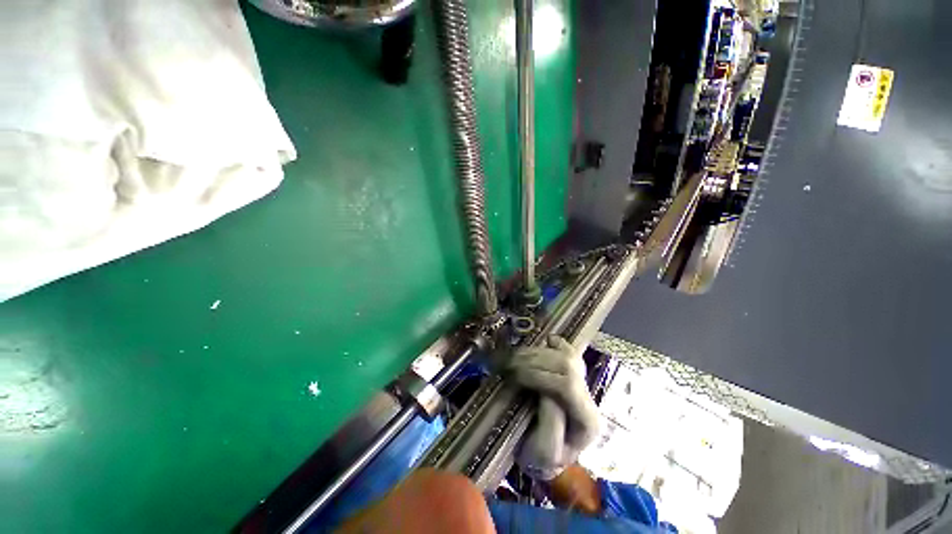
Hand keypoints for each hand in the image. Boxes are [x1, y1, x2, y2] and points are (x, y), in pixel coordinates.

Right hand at [508, 335, 600, 479]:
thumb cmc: (540, 458)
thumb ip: (550, 426)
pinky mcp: (573, 373)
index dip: (539, 375)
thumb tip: (546, 392)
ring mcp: (583, 382)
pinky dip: (555, 342)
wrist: (544, 454)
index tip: (514, 375)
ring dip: (536, 351)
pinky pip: (568, 349)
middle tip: (509, 362)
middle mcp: (590, 397)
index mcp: (587, 421)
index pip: (568, 386)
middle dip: (535, 360)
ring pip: (566, 354)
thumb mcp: (541, 454)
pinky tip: (542, 340)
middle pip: (567, 365)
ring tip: (515, 355)